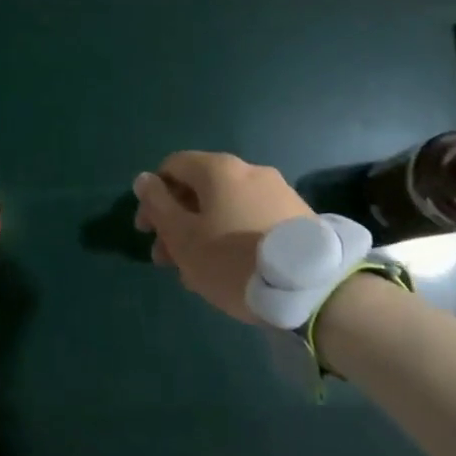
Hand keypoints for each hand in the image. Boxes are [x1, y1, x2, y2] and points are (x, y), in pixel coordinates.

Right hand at [132, 151, 312, 321]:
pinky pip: (251, 219)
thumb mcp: (183, 237)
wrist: (311, 288)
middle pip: (200, 189)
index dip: (152, 195)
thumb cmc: (233, 260)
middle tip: (168, 260)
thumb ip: (158, 205)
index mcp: (219, 169)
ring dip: (203, 233)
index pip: (173, 166)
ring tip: (197, 274)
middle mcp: (249, 170)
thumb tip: (144, 179)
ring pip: (225, 207)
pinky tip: (230, 271)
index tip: (147, 231)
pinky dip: (232, 237)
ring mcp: (278, 192)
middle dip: (177, 221)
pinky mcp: (298, 216)